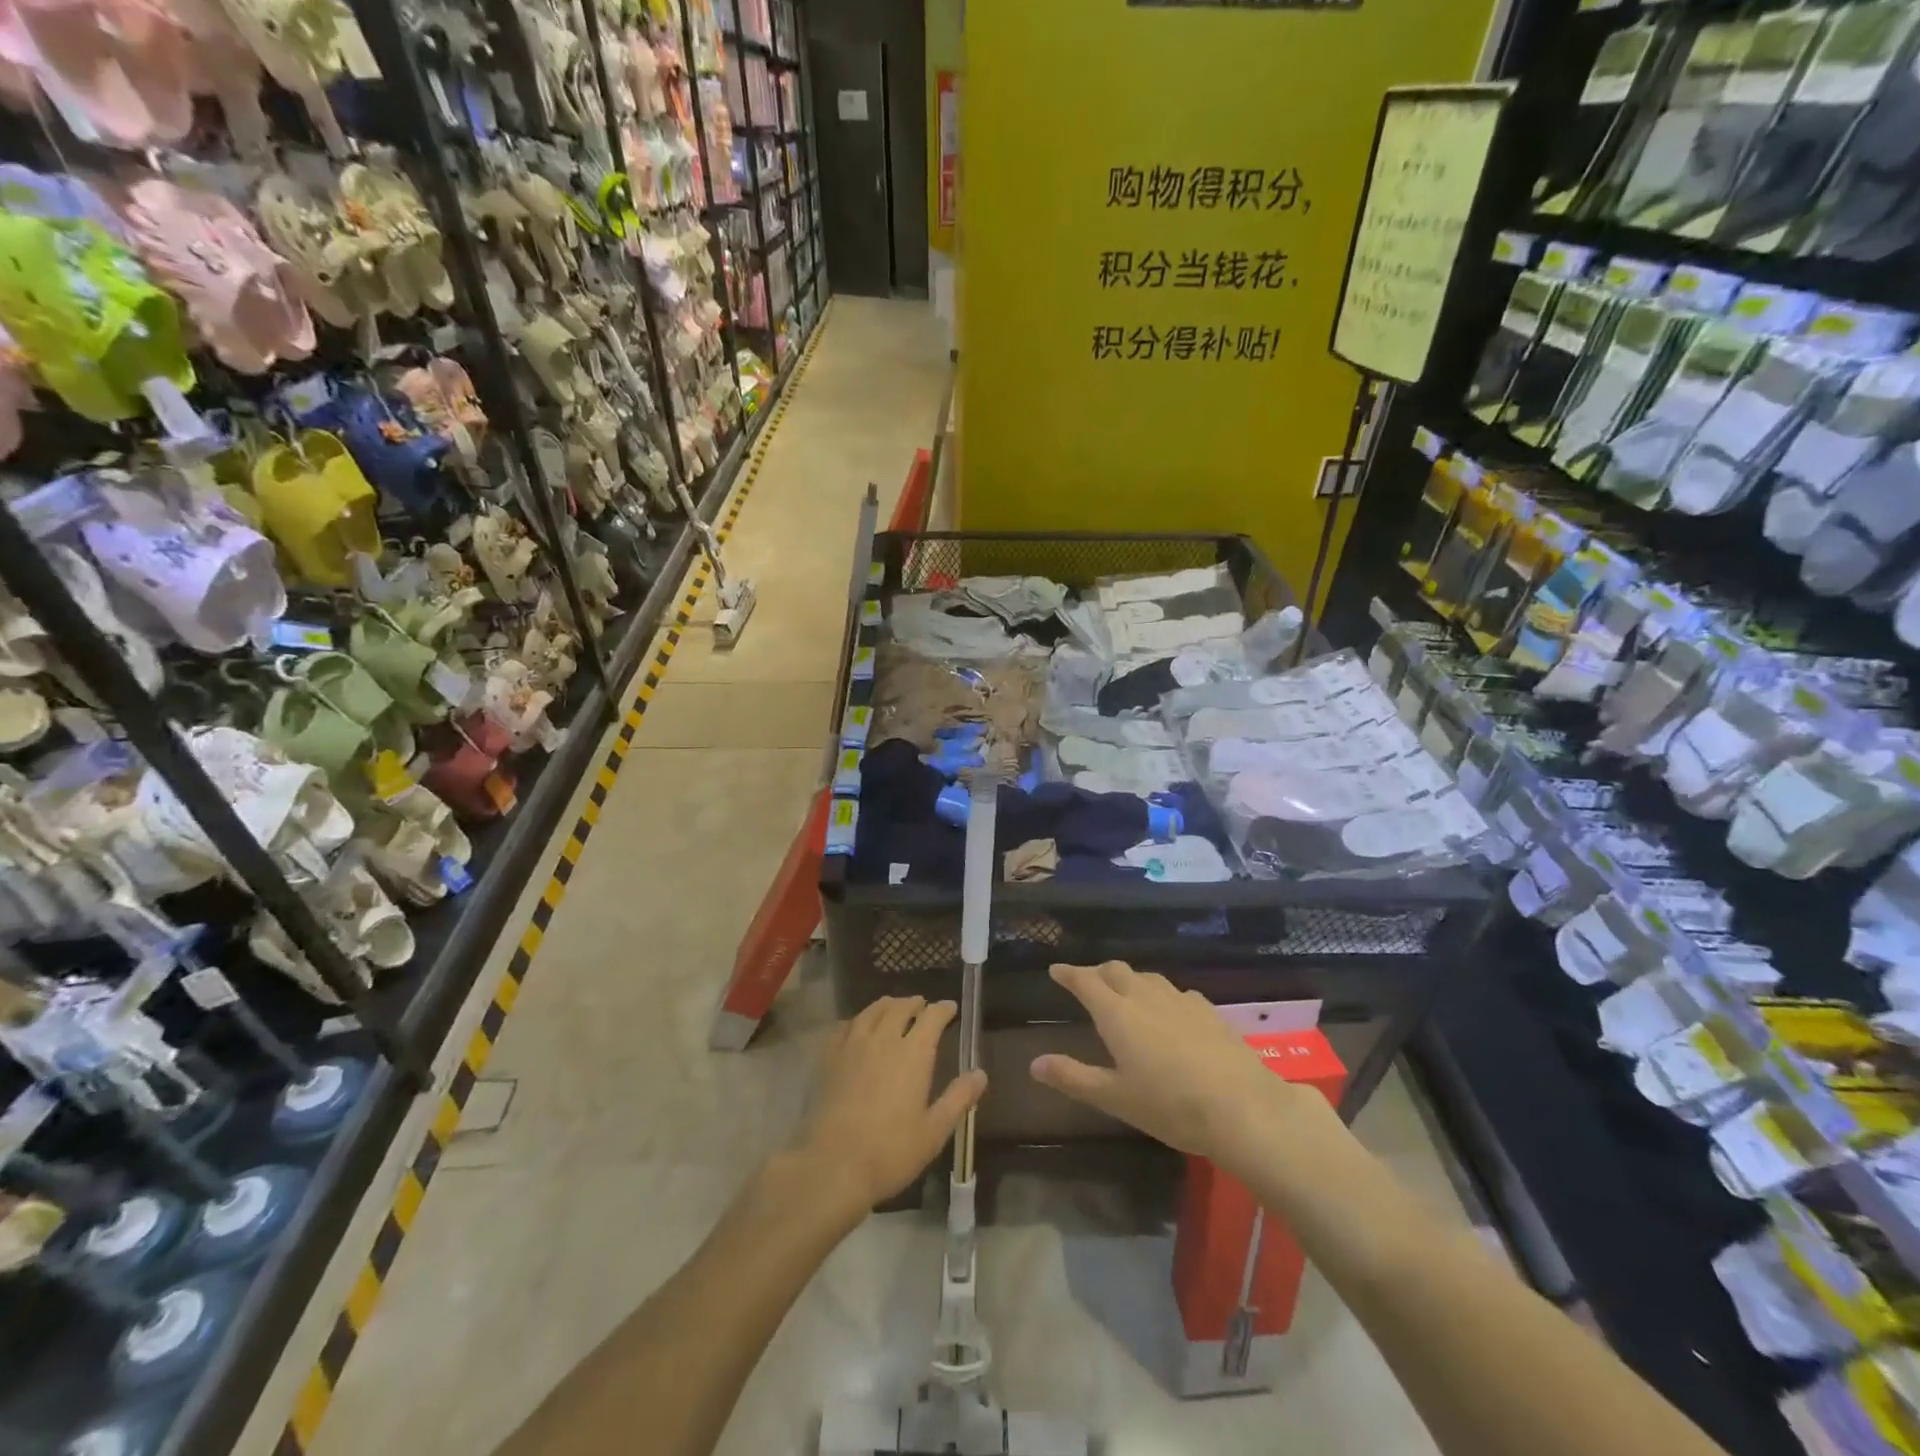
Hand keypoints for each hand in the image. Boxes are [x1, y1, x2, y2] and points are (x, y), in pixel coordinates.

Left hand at [799, 997, 986, 1218]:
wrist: (832, 1165)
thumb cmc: (890, 1152)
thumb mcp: (934, 1131)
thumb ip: (958, 1098)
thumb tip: (980, 1073)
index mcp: (913, 1054)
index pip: (932, 1017)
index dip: (943, 1009)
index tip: (951, 1008)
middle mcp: (883, 1040)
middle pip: (900, 1007)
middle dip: (915, 1003)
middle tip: (922, 1006)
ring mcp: (853, 1046)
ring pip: (872, 1011)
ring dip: (887, 1005)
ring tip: (894, 1008)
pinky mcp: (829, 1058)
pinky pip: (845, 1026)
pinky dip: (857, 1020)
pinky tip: (857, 1027)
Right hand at [1030, 962, 1327, 1168]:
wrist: (1243, 1107)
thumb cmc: (1170, 1106)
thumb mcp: (1115, 1098)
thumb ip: (1074, 1078)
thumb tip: (1035, 1064)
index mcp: (1117, 1013)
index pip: (1086, 982)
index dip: (1069, 974)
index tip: (1055, 969)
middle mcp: (1146, 996)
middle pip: (1116, 971)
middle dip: (1097, 972)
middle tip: (1087, 980)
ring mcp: (1181, 1000)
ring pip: (1147, 978)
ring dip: (1130, 979)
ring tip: (1124, 991)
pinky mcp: (1209, 1011)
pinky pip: (1176, 992)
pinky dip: (1161, 994)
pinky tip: (1169, 1010)